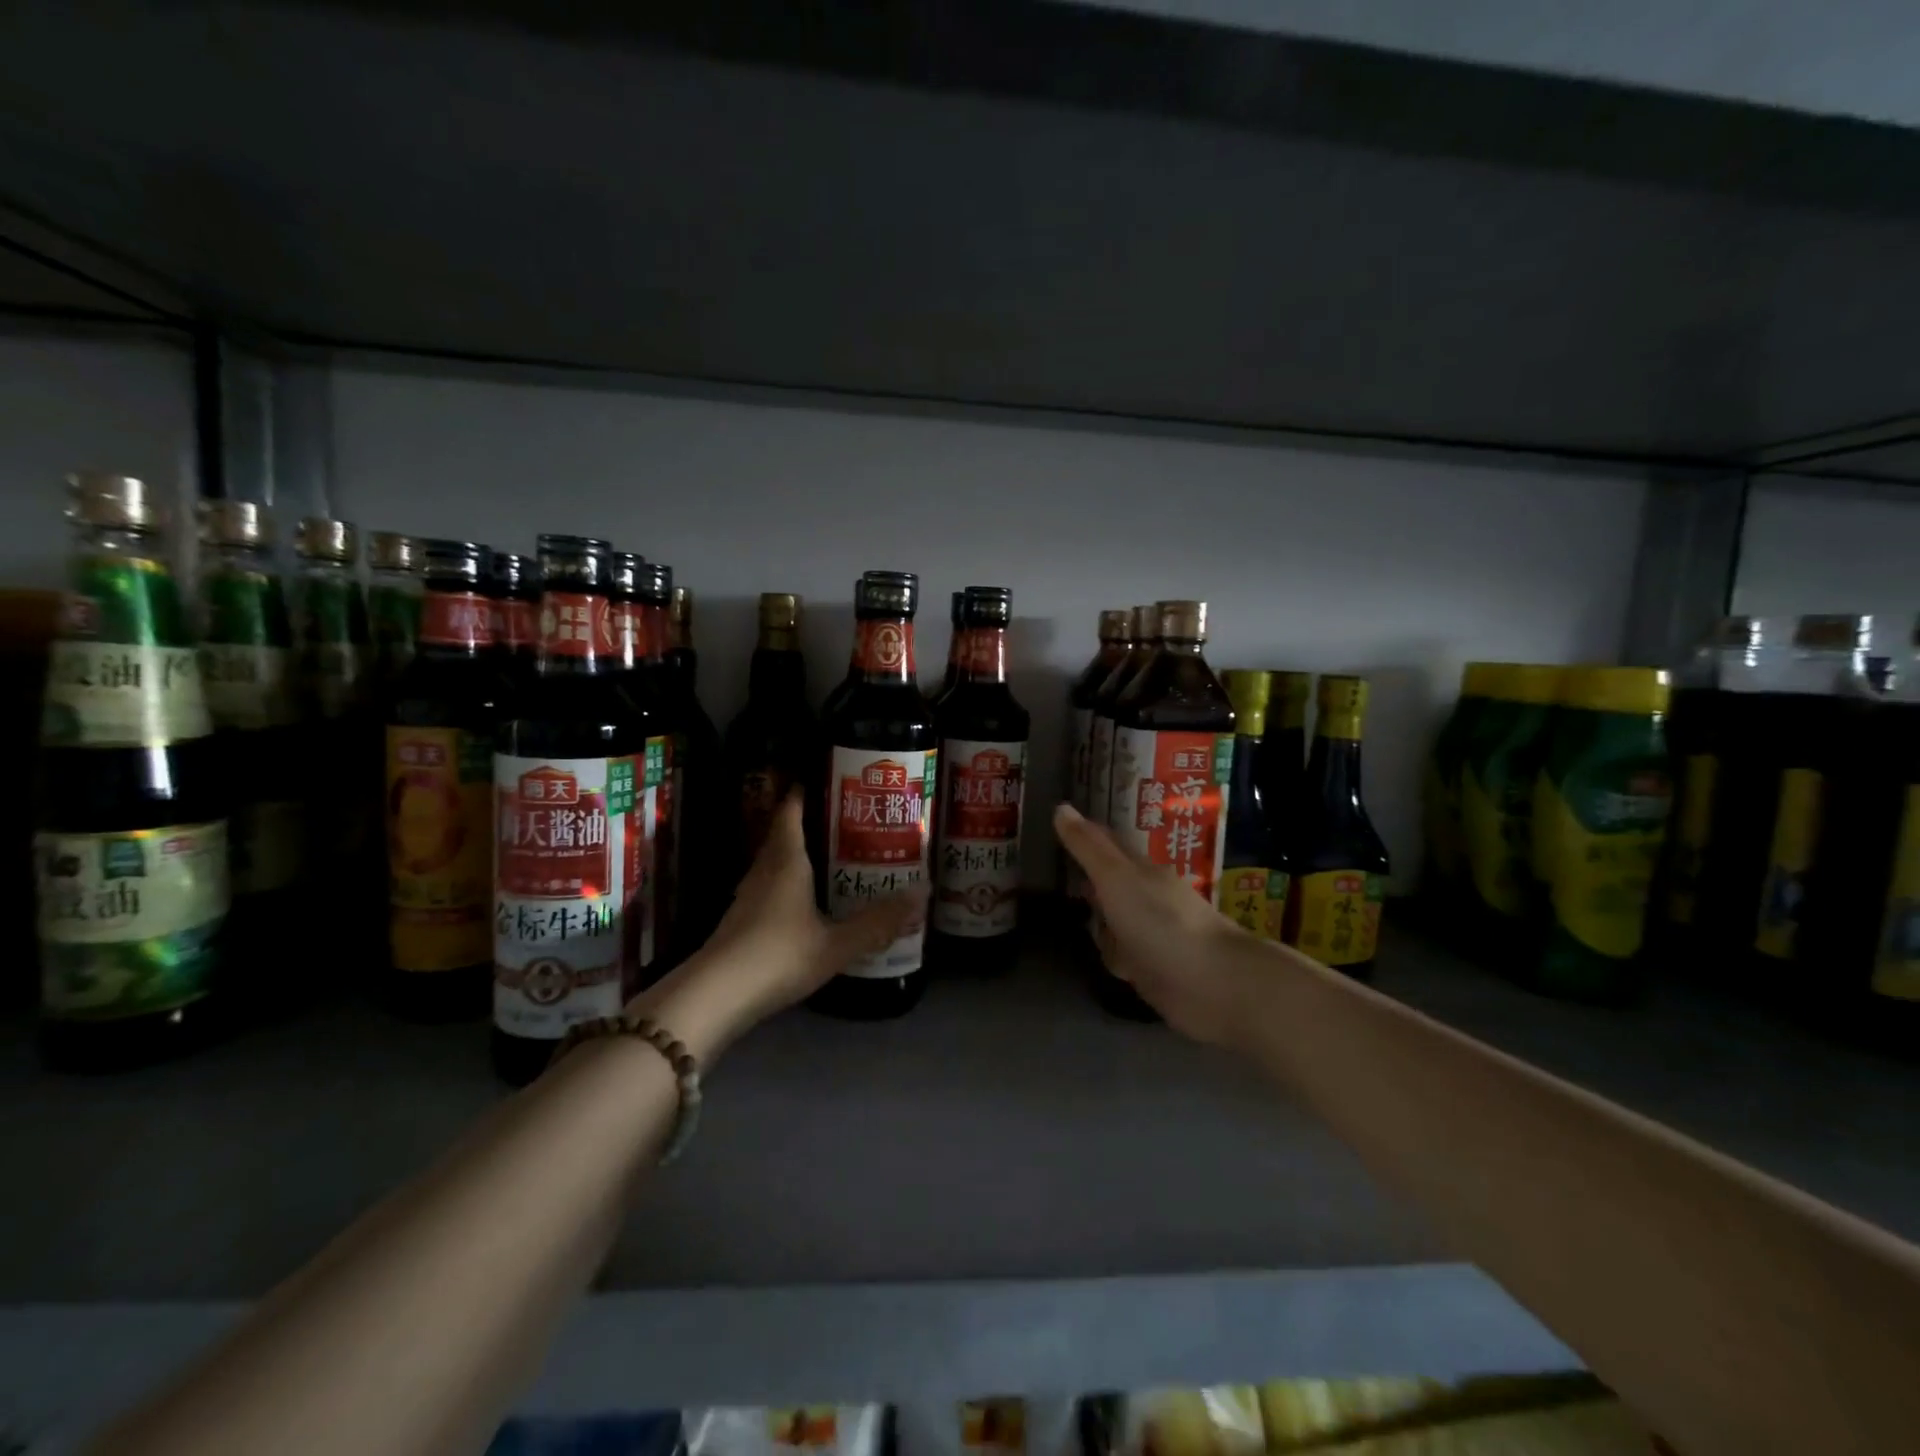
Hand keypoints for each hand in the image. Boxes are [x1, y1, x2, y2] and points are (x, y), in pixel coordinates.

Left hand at [636, 792, 925, 1057]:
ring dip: (798, 854)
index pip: (791, 812)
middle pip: (783, 834)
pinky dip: (789, 883)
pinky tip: (806, 900)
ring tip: (832, 856)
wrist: (716, 997)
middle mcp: (764, 870)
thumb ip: (879, 922)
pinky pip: (769, 887)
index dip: (805, 792)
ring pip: (774, 862)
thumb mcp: (837, 943)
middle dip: (810, 822)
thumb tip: (924, 892)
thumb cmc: (778, 956)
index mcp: (786, 862)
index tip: (828, 780)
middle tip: (845, 820)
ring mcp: (748, 896)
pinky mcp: (741, 921)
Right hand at [1054, 802, 1272, 1048]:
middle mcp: (1147, 897)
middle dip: (1090, 878)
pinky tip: (1103, 958)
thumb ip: (1088, 847)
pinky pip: (1124, 956)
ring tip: (1072, 914)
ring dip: (1101, 919)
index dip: (1084, 834)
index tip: (1059, 824)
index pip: (1107, 844)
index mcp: (1139, 870)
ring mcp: (1153, 934)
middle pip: (1111, 883)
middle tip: (1060, 871)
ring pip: (1116, 920)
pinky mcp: (1156, 970)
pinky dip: (1114, 954)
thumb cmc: (1160, 922)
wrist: (1214, 984)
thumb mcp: (1116, 877)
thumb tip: (1061, 807)